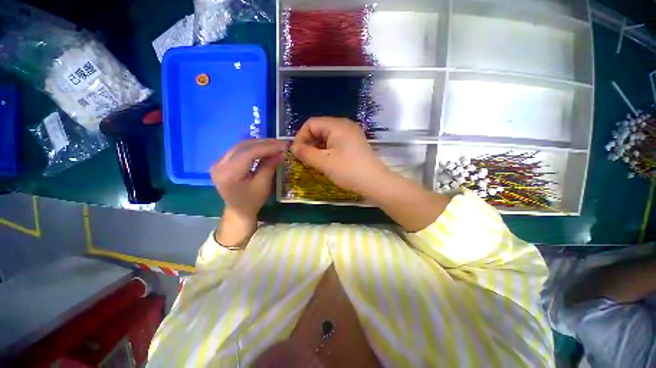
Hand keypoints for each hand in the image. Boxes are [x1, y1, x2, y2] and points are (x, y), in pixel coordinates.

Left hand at [211, 139, 286, 245]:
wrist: (238, 210)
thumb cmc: (252, 201)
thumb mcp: (263, 185)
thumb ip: (270, 166)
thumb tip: (281, 151)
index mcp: (228, 174)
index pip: (249, 153)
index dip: (267, 147)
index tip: (283, 145)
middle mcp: (219, 165)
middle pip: (243, 146)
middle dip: (264, 143)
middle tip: (281, 143)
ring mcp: (218, 162)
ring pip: (241, 146)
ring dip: (259, 144)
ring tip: (275, 145)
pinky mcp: (221, 162)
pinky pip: (239, 150)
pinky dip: (253, 147)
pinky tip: (264, 148)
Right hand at [290, 117, 390, 196]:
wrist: (375, 182)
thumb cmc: (348, 171)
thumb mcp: (324, 162)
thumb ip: (305, 153)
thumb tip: (293, 147)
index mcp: (337, 125)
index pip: (311, 123)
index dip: (300, 137)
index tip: (296, 152)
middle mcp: (345, 125)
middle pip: (319, 128)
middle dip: (309, 142)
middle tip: (304, 158)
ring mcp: (351, 134)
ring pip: (327, 137)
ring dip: (317, 147)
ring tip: (314, 161)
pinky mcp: (355, 144)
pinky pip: (336, 142)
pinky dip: (327, 150)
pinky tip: (326, 161)